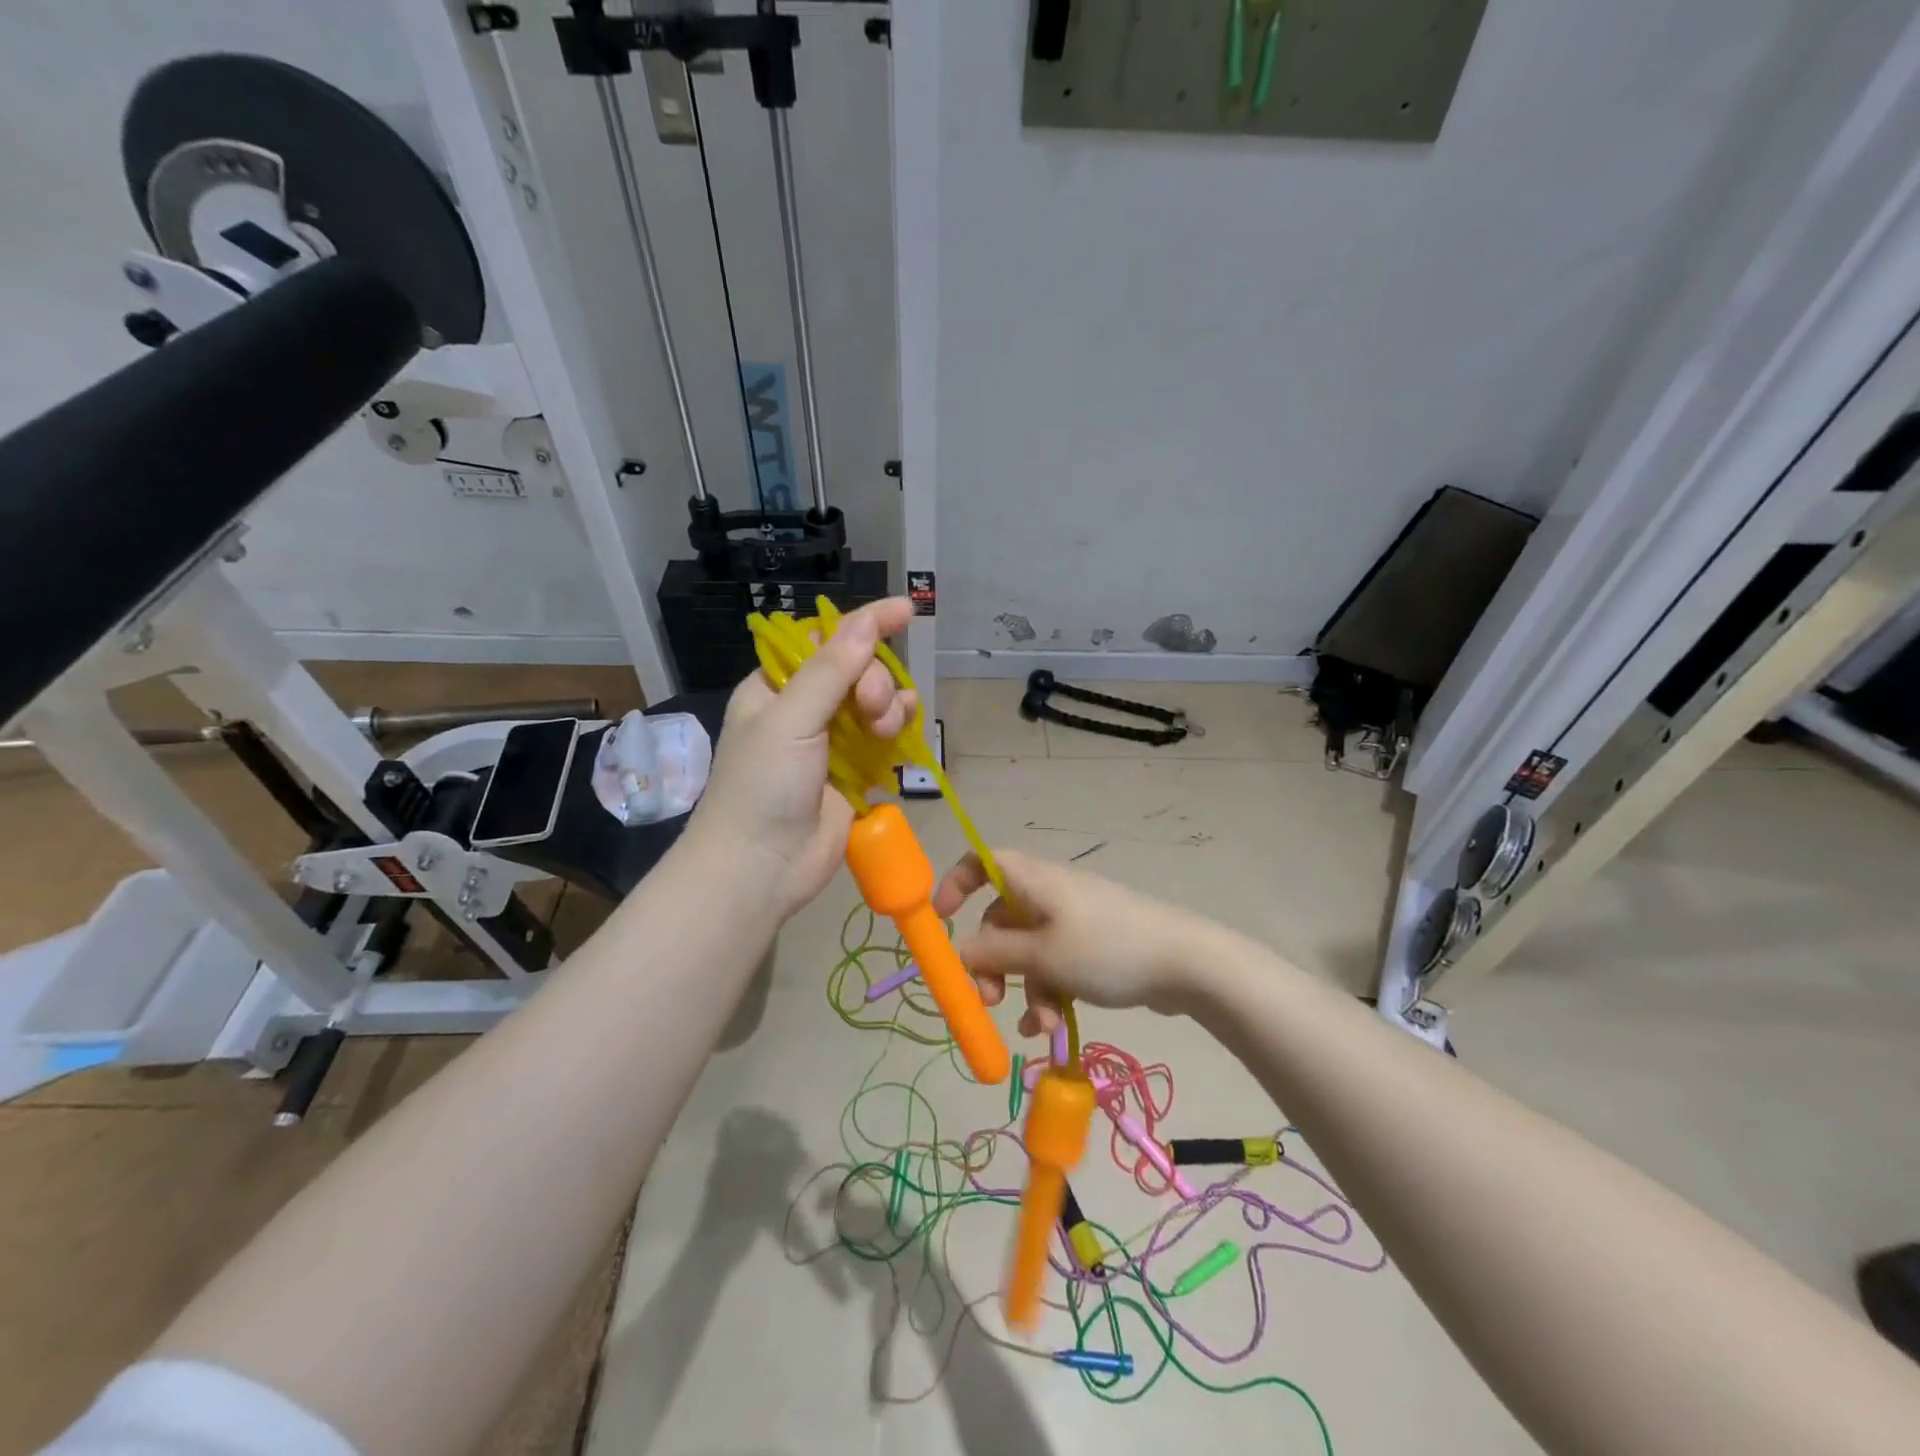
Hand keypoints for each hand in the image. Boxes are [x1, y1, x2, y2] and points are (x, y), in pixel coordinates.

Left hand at [688, 598, 917, 918]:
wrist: (761, 867)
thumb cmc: (762, 787)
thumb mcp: (790, 719)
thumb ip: (831, 669)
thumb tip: (866, 619)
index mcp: (776, 687)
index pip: (824, 639)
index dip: (863, 623)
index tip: (904, 611)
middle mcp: (804, 709)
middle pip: (858, 670)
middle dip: (874, 681)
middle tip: (870, 709)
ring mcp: (831, 742)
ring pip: (876, 703)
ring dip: (889, 706)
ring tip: (885, 729)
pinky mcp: (854, 773)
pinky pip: (885, 738)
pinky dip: (898, 731)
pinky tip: (903, 734)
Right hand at [931, 849, 1210, 1032]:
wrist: (1186, 962)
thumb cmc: (1106, 948)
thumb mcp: (1044, 956)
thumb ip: (997, 954)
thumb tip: (961, 951)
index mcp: (1034, 881)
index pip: (983, 863)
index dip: (956, 883)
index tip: (940, 919)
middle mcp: (1049, 894)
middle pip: (1001, 920)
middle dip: (992, 962)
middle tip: (989, 999)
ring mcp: (1073, 920)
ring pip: (1028, 950)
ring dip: (1026, 989)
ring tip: (1042, 1027)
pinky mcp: (1092, 945)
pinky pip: (1055, 964)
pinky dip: (1050, 993)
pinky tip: (1053, 1029)